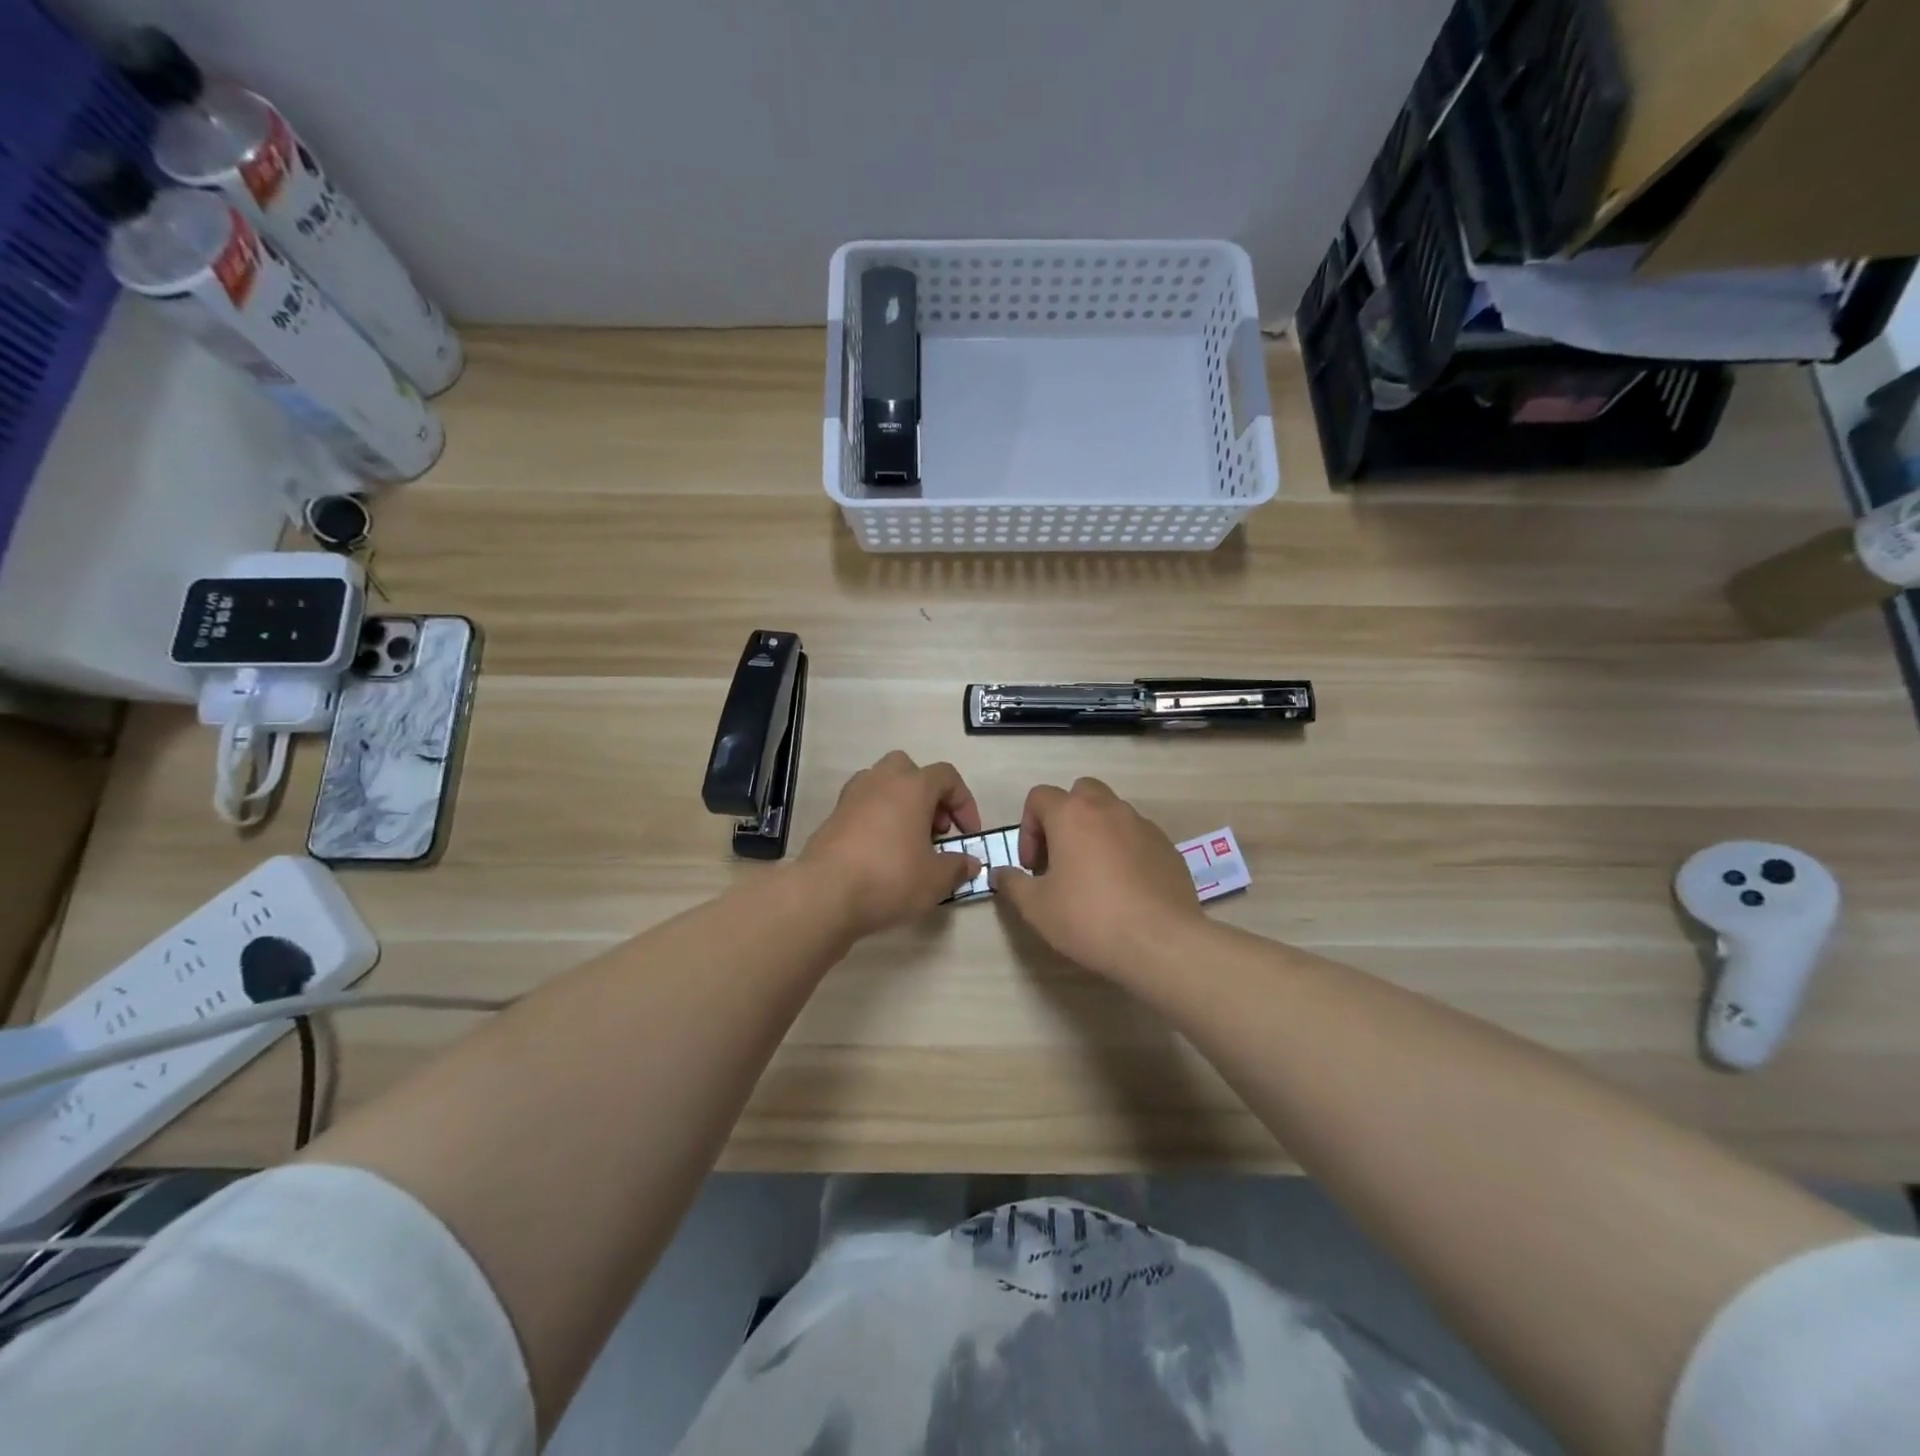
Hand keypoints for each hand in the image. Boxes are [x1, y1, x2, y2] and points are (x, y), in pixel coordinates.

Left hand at [800, 751, 983, 937]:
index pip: (947, 776)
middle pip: (909, 770)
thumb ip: (957, 867)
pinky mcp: (831, 818)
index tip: (968, 833)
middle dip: (927, 795)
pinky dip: (876, 821)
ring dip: (899, 805)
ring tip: (908, 841)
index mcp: (912, 786)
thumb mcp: (935, 879)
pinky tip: (881, 853)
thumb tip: (970, 863)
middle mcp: (880, 781)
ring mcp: (851, 797)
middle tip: (935, 829)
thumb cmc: (890, 877)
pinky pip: (862, 807)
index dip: (964, 802)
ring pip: (881, 785)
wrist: (824, 893)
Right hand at [991, 777, 1203, 978]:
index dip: (1028, 828)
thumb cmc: (1089, 918)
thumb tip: (1000, 873)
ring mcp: (1143, 825)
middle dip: (1065, 818)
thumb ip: (1012, 884)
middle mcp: (1109, 809)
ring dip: (1096, 832)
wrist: (1161, 942)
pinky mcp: (1168, 847)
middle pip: (1080, 792)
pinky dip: (1124, 850)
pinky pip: (1137, 836)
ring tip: (1093, 876)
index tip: (1033, 865)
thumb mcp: (1036, 907)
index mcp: (1072, 814)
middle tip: (1061, 857)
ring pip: (1112, 813)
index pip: (1039, 797)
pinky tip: (1124, 889)